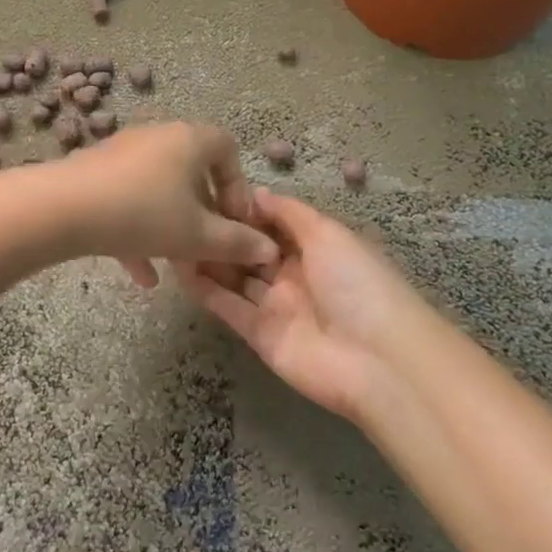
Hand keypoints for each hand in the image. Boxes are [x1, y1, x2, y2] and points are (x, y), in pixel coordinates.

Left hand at [57, 123, 279, 285]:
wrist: (63, 208)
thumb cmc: (144, 214)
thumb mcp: (198, 236)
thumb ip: (237, 243)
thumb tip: (269, 250)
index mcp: (189, 140)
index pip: (228, 150)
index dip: (238, 188)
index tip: (235, 223)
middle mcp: (158, 138)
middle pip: (192, 173)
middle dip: (204, 215)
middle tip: (209, 247)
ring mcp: (123, 154)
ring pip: (159, 192)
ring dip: (172, 228)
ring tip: (179, 266)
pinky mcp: (95, 174)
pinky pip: (128, 201)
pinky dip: (139, 233)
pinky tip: (143, 276)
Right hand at [179, 188, 429, 421]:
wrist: (378, 359)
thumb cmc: (358, 283)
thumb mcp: (329, 235)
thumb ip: (289, 213)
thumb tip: (255, 192)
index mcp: (317, 247)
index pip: (273, 223)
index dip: (245, 209)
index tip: (211, 192)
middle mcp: (295, 274)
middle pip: (251, 250)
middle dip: (223, 233)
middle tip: (185, 213)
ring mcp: (276, 306)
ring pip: (236, 277)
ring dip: (209, 259)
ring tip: (174, 237)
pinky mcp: (259, 335)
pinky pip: (228, 306)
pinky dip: (205, 290)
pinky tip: (179, 269)